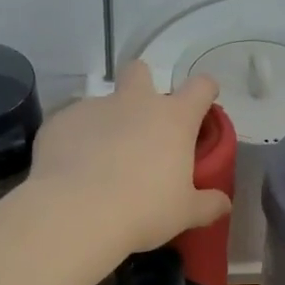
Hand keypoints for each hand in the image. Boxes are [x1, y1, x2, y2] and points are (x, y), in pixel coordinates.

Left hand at [28, 61, 231, 253]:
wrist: (75, 213)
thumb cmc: (143, 210)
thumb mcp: (184, 213)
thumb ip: (208, 205)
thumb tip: (224, 205)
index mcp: (172, 119)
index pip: (200, 87)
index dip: (205, 90)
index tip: (204, 102)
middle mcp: (134, 103)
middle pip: (140, 71)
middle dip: (143, 85)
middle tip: (142, 122)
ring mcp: (93, 108)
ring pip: (103, 103)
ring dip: (107, 123)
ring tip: (100, 162)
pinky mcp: (59, 121)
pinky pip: (72, 125)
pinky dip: (76, 141)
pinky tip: (72, 170)